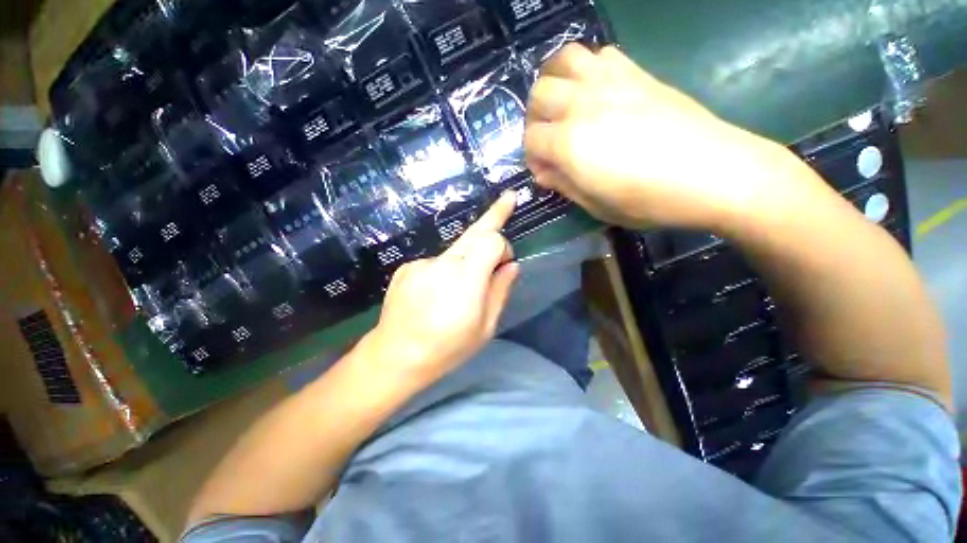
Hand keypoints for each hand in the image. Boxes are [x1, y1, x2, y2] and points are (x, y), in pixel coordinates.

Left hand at [363, 192, 520, 389]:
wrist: (396, 356)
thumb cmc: (447, 348)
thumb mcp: (485, 327)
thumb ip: (500, 290)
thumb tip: (512, 265)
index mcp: (466, 278)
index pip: (491, 240)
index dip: (503, 248)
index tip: (504, 265)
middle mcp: (444, 262)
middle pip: (474, 232)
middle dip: (494, 215)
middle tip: (508, 198)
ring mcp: (422, 263)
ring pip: (455, 250)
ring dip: (466, 261)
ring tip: (457, 293)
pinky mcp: (407, 267)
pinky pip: (436, 262)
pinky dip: (444, 272)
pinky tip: (435, 296)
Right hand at [524, 44, 797, 230]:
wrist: (714, 173)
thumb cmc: (651, 200)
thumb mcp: (597, 206)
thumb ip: (565, 185)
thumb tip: (545, 173)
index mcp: (570, 144)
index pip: (531, 140)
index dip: (532, 158)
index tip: (545, 172)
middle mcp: (582, 105)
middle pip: (538, 95)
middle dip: (535, 119)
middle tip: (547, 138)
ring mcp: (610, 82)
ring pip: (562, 61)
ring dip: (553, 82)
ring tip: (561, 104)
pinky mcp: (635, 72)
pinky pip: (598, 54)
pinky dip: (585, 68)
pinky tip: (593, 90)